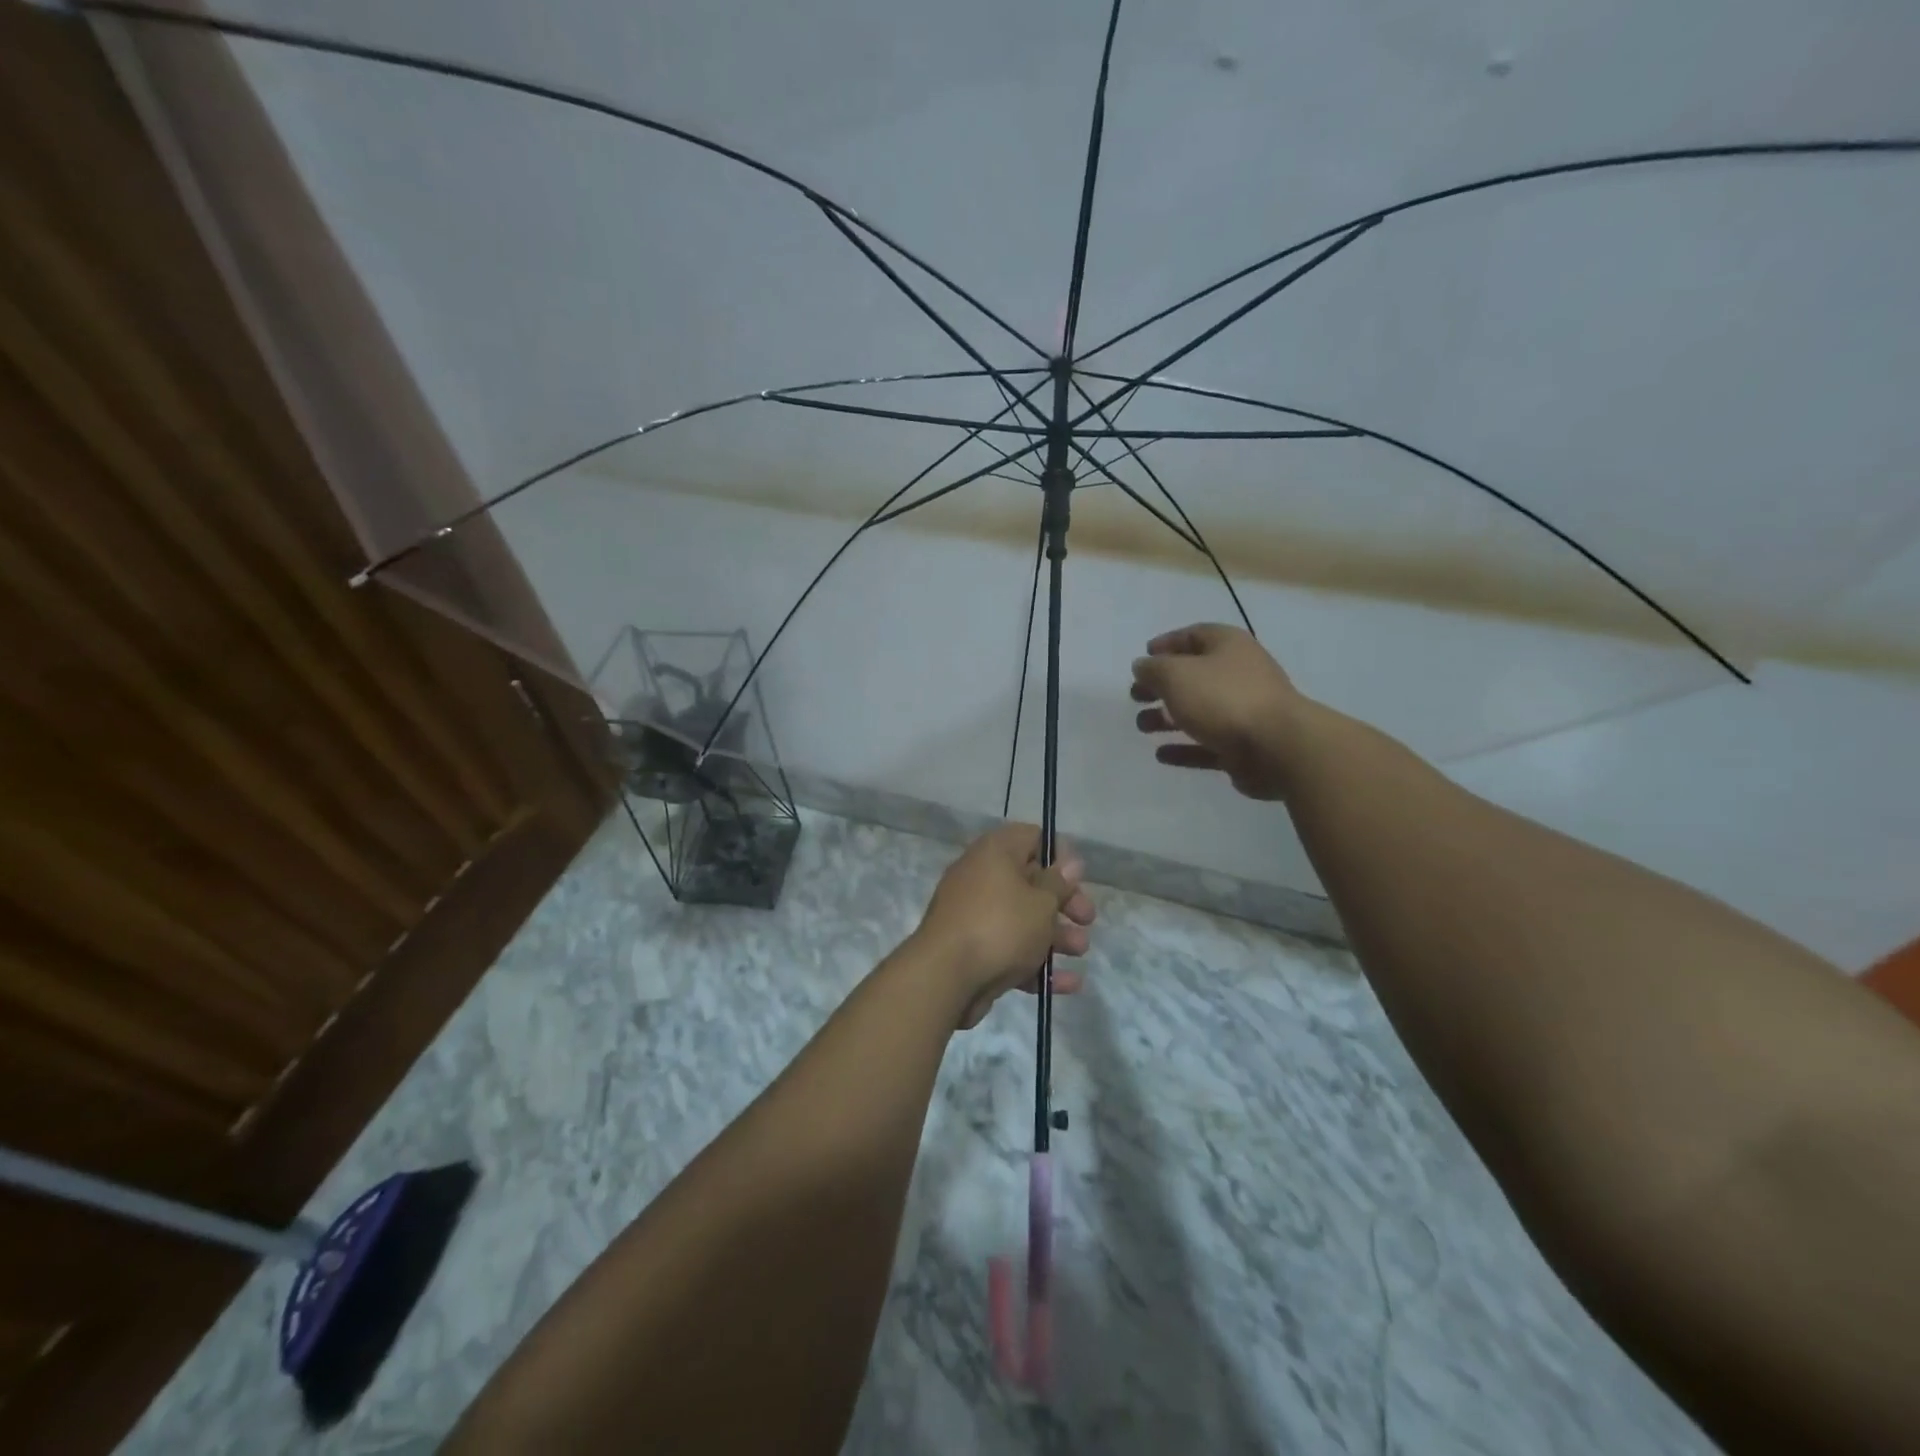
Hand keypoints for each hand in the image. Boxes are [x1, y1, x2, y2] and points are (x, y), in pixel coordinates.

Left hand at [912, 823, 1095, 1029]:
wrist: (945, 977)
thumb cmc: (1001, 926)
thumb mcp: (1041, 902)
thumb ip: (1058, 883)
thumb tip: (1069, 862)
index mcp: (994, 853)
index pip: (1031, 837)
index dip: (1058, 855)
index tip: (1079, 878)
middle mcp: (981, 877)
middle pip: (1030, 882)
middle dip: (1063, 902)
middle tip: (1087, 919)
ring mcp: (974, 915)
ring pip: (1022, 919)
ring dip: (1055, 935)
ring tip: (1080, 952)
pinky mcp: (972, 949)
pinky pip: (1010, 949)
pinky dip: (1036, 963)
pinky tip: (1067, 983)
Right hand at [1131, 623, 1302, 799]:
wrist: (1277, 747)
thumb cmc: (1223, 698)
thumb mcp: (1176, 675)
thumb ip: (1153, 669)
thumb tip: (1142, 666)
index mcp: (1228, 647)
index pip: (1194, 635)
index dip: (1167, 644)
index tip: (1143, 657)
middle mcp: (1239, 674)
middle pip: (1194, 676)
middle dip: (1162, 685)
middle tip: (1136, 696)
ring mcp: (1244, 712)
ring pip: (1199, 711)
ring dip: (1167, 718)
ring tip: (1142, 726)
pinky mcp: (1244, 747)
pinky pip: (1207, 744)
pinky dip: (1185, 747)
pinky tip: (1161, 755)